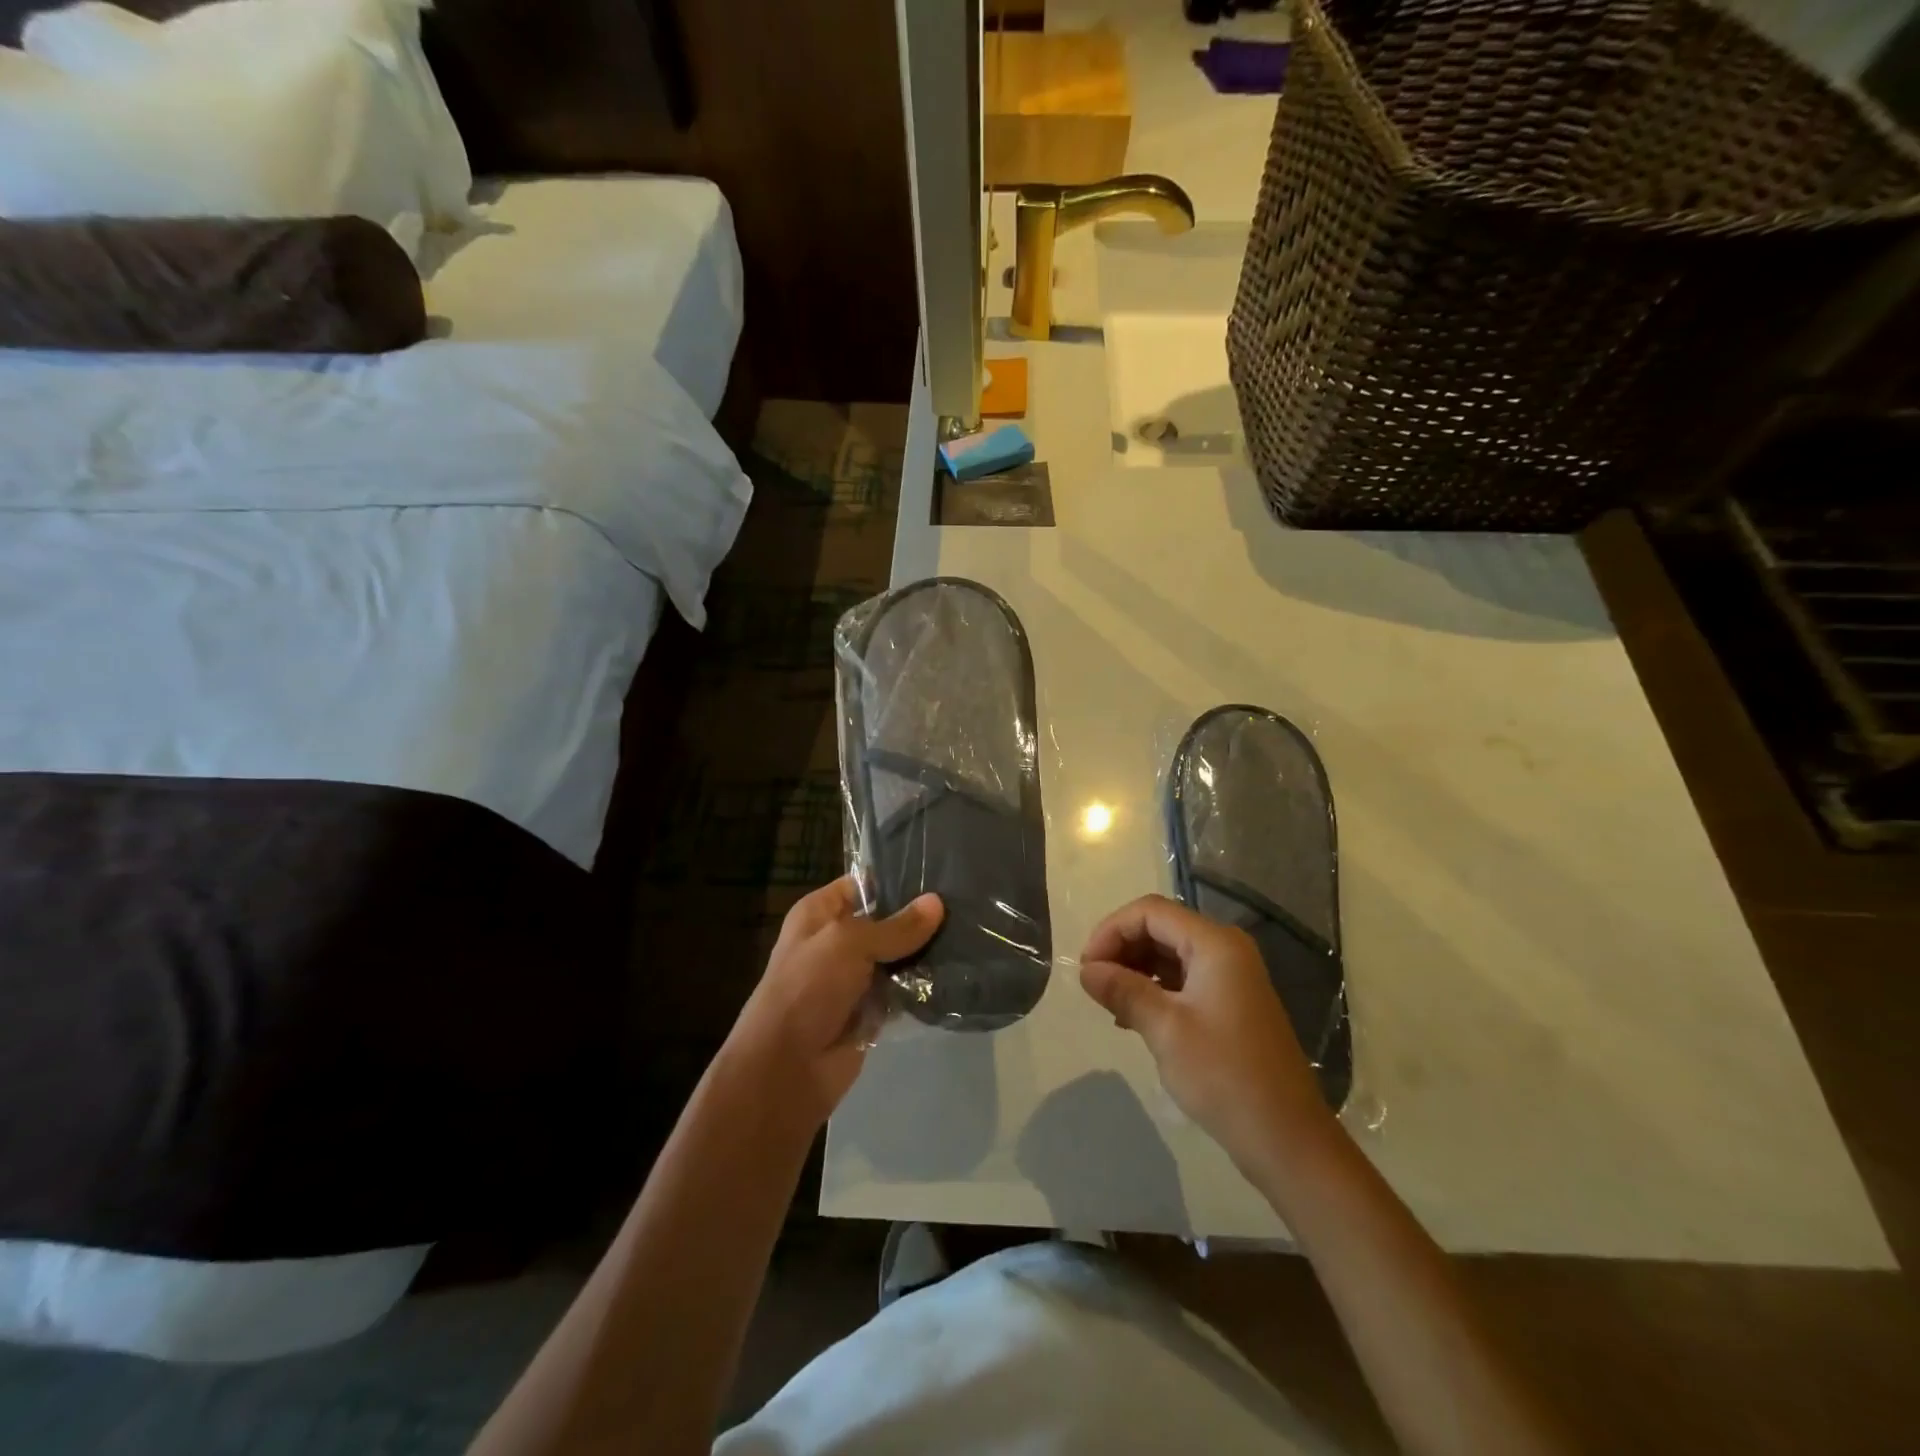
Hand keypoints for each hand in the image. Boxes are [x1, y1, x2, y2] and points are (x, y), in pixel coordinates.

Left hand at [726, 878, 943, 1124]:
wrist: (786, 1068)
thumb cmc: (807, 988)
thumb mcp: (849, 944)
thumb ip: (896, 926)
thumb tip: (937, 903)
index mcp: (819, 913)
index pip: (863, 884)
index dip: (897, 878)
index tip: (940, 872)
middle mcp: (838, 941)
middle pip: (886, 920)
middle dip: (920, 916)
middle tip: (965, 902)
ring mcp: (855, 977)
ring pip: (899, 956)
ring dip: (927, 951)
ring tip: (971, 932)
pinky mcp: (872, 1010)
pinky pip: (904, 989)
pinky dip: (924, 985)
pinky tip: (959, 970)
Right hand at [1079, 894, 1334, 1176]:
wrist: (1287, 1139)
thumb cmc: (1224, 1075)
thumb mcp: (1165, 1029)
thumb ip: (1123, 990)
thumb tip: (1086, 971)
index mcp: (1215, 944)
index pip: (1150, 912)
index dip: (1111, 931)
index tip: (1086, 967)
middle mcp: (1225, 949)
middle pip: (1160, 927)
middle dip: (1121, 948)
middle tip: (1093, 984)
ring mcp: (1231, 976)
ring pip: (1169, 953)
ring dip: (1134, 969)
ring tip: (1109, 1002)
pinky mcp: (1230, 1002)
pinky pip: (1183, 977)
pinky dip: (1154, 988)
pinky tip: (1132, 1016)